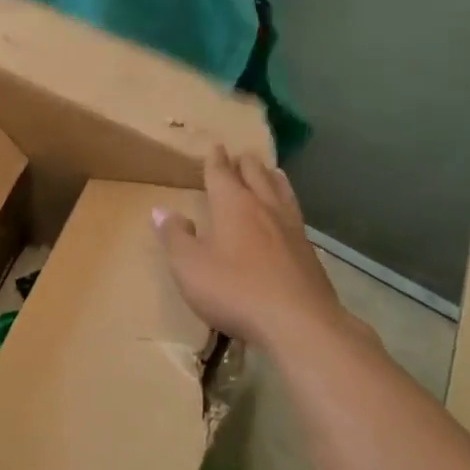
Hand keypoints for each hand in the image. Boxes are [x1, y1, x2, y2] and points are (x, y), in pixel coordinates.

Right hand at [153, 146, 352, 353]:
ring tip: (270, 171)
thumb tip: (161, 211)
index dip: (215, 160)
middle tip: (240, 155)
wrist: (299, 323)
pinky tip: (288, 214)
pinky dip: (287, 202)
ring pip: (281, 191)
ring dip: (271, 178)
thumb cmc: (234, 290)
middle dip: (245, 163)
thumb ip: (174, 236)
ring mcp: (292, 229)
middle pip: (256, 175)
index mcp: (233, 206)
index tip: (215, 147)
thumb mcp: (189, 265)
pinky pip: (295, 214)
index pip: (222, 174)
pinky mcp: (308, 252)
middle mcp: (264, 208)